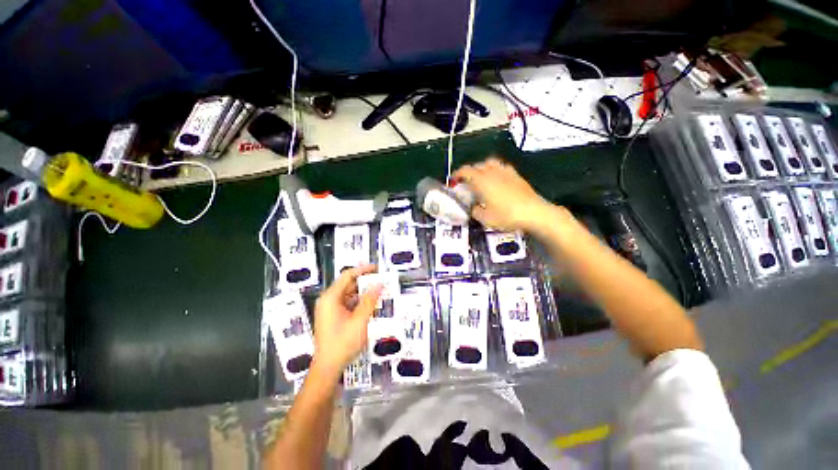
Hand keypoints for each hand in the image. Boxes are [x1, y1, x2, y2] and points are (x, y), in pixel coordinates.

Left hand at [312, 265, 382, 377]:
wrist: (328, 367)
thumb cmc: (343, 343)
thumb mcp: (360, 320)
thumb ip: (370, 300)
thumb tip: (379, 284)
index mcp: (331, 297)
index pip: (348, 275)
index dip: (363, 269)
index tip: (377, 268)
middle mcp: (328, 300)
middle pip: (348, 285)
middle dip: (365, 283)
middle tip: (382, 282)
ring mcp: (330, 309)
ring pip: (349, 295)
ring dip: (364, 294)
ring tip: (379, 293)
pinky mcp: (333, 317)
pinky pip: (348, 304)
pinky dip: (359, 303)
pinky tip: (371, 306)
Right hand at [453, 157, 553, 231]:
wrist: (533, 212)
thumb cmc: (506, 216)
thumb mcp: (485, 219)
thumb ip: (475, 211)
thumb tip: (474, 208)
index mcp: (482, 180)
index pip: (465, 171)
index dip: (457, 174)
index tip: (453, 180)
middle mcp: (492, 172)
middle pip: (477, 165)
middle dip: (469, 172)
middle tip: (466, 182)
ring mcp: (506, 172)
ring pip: (490, 163)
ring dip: (482, 168)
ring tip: (481, 178)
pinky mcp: (516, 175)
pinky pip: (501, 167)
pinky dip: (495, 170)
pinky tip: (497, 179)